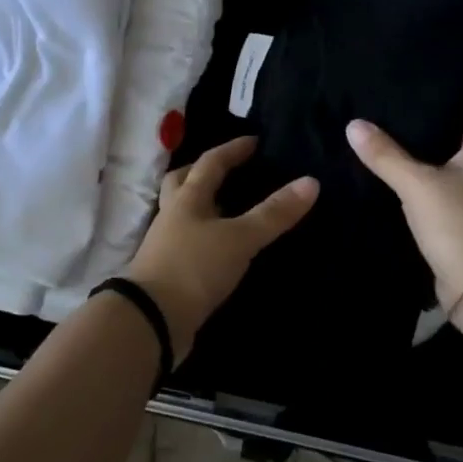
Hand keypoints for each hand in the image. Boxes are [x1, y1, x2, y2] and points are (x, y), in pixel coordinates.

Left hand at [125, 137, 318, 359]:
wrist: (152, 319)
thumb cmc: (194, 267)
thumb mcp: (239, 238)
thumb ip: (273, 213)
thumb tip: (311, 181)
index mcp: (187, 198)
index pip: (210, 163)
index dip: (232, 150)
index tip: (254, 142)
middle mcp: (172, 215)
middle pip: (182, 183)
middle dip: (202, 172)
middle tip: (227, 170)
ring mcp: (165, 244)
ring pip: (182, 213)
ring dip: (201, 206)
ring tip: (226, 208)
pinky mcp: (166, 271)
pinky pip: (186, 243)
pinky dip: (203, 238)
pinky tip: (219, 247)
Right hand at [347, 101, 462, 308]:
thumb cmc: (461, 223)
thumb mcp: (417, 184)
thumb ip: (385, 154)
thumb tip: (354, 124)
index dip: (444, 90)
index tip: (411, 81)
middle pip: (457, 132)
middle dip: (426, 122)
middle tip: (385, 107)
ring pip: (449, 163)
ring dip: (423, 156)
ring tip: (382, 138)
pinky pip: (445, 191)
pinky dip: (424, 184)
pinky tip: (395, 180)